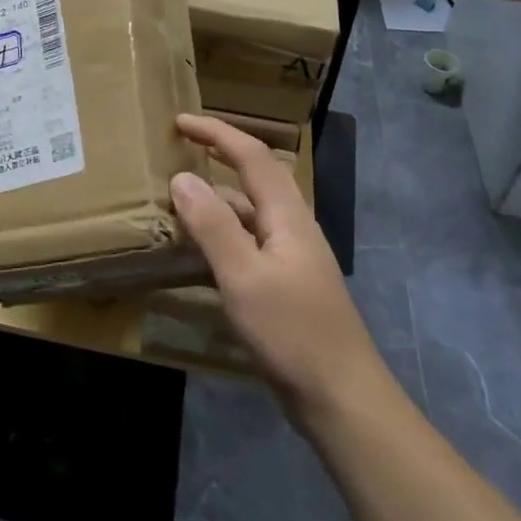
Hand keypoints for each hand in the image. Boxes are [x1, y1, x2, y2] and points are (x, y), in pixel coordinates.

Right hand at [171, 113, 383, 423]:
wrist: (342, 399)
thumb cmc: (293, 333)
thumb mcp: (244, 277)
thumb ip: (213, 226)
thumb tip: (182, 177)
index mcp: (289, 217)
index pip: (253, 157)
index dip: (218, 133)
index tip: (179, 122)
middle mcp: (293, 228)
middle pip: (257, 177)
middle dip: (221, 153)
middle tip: (181, 146)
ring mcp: (292, 258)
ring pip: (250, 212)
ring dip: (217, 197)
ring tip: (178, 197)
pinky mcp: (286, 285)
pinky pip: (248, 242)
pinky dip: (221, 233)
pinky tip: (198, 251)